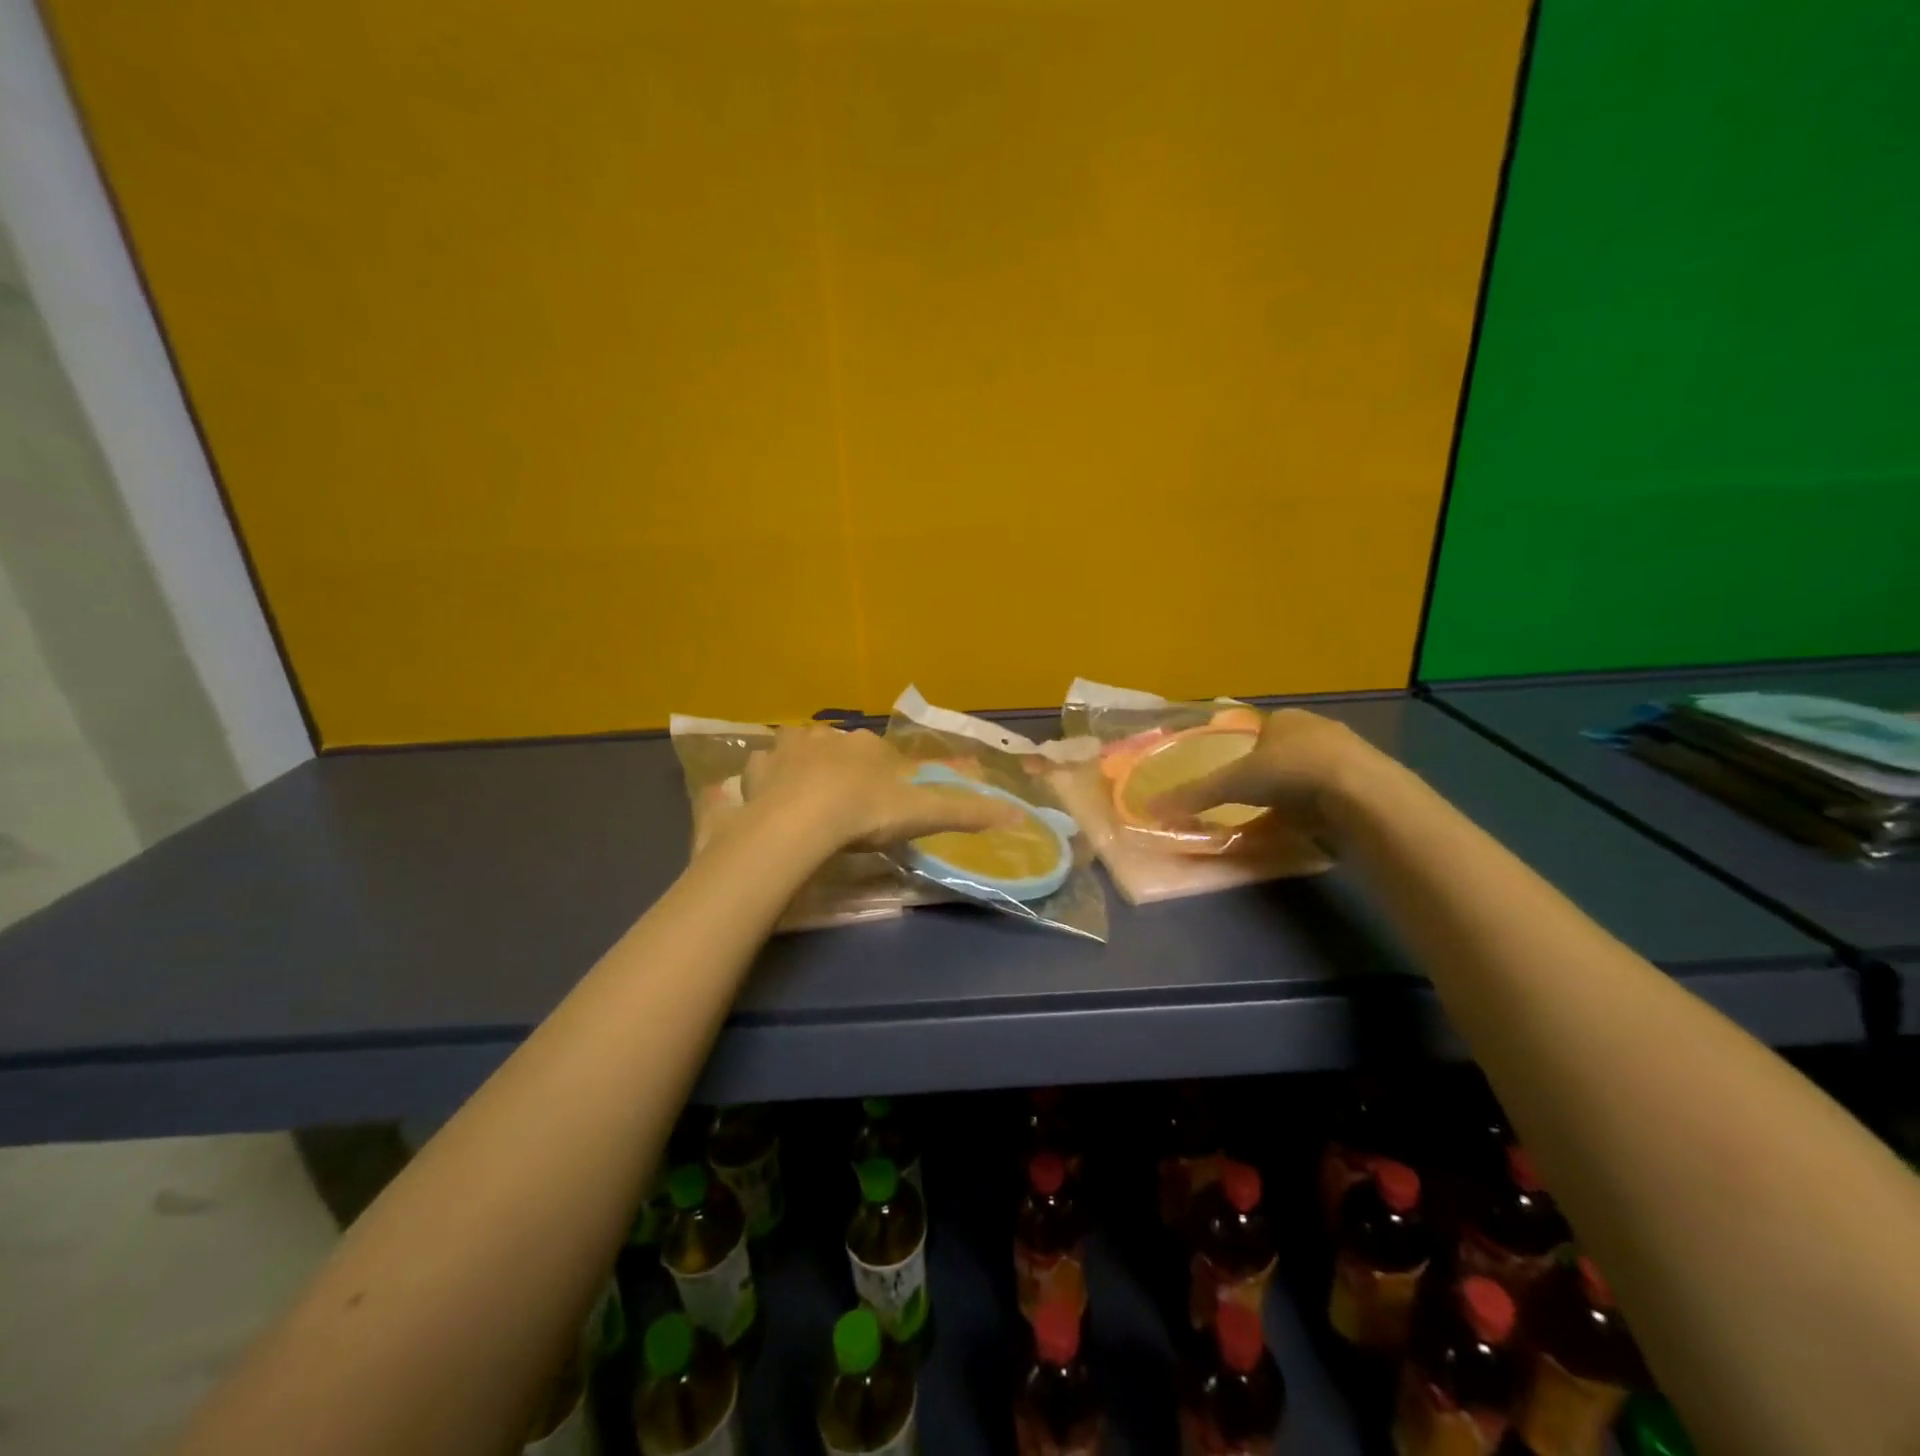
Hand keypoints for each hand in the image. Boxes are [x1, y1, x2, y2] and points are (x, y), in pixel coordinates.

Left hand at [742, 725, 1023, 852]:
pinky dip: (768, 779)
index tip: (877, 806)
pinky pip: (764, 767)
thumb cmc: (867, 813)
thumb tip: (1019, 813)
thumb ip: (967, 813)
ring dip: (804, 768)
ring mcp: (791, 748)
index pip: (880, 756)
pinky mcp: (759, 766)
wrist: (805, 820)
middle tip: (841, 807)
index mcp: (870, 745)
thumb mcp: (923, 815)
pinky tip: (771, 800)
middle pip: (841, 750)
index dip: (880, 778)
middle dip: (842, 771)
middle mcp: (831, 737)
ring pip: (801, 751)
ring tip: (805, 802)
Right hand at [1147, 708, 1373, 836]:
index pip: (1259, 731)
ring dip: (1295, 795)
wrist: (1361, 794)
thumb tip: (1151, 807)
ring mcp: (1347, 758)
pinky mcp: (1367, 786)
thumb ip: (1194, 794)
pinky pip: (1331, 797)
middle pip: (1284, 753)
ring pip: (1309, 775)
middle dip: (1270, 775)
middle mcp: (1318, 731)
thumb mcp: (1232, 783)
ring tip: (1278, 819)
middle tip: (1251, 800)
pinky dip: (1317, 811)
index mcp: (1286, 719)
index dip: (1244, 751)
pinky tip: (1308, 829)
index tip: (1233, 776)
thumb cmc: (1290, 771)